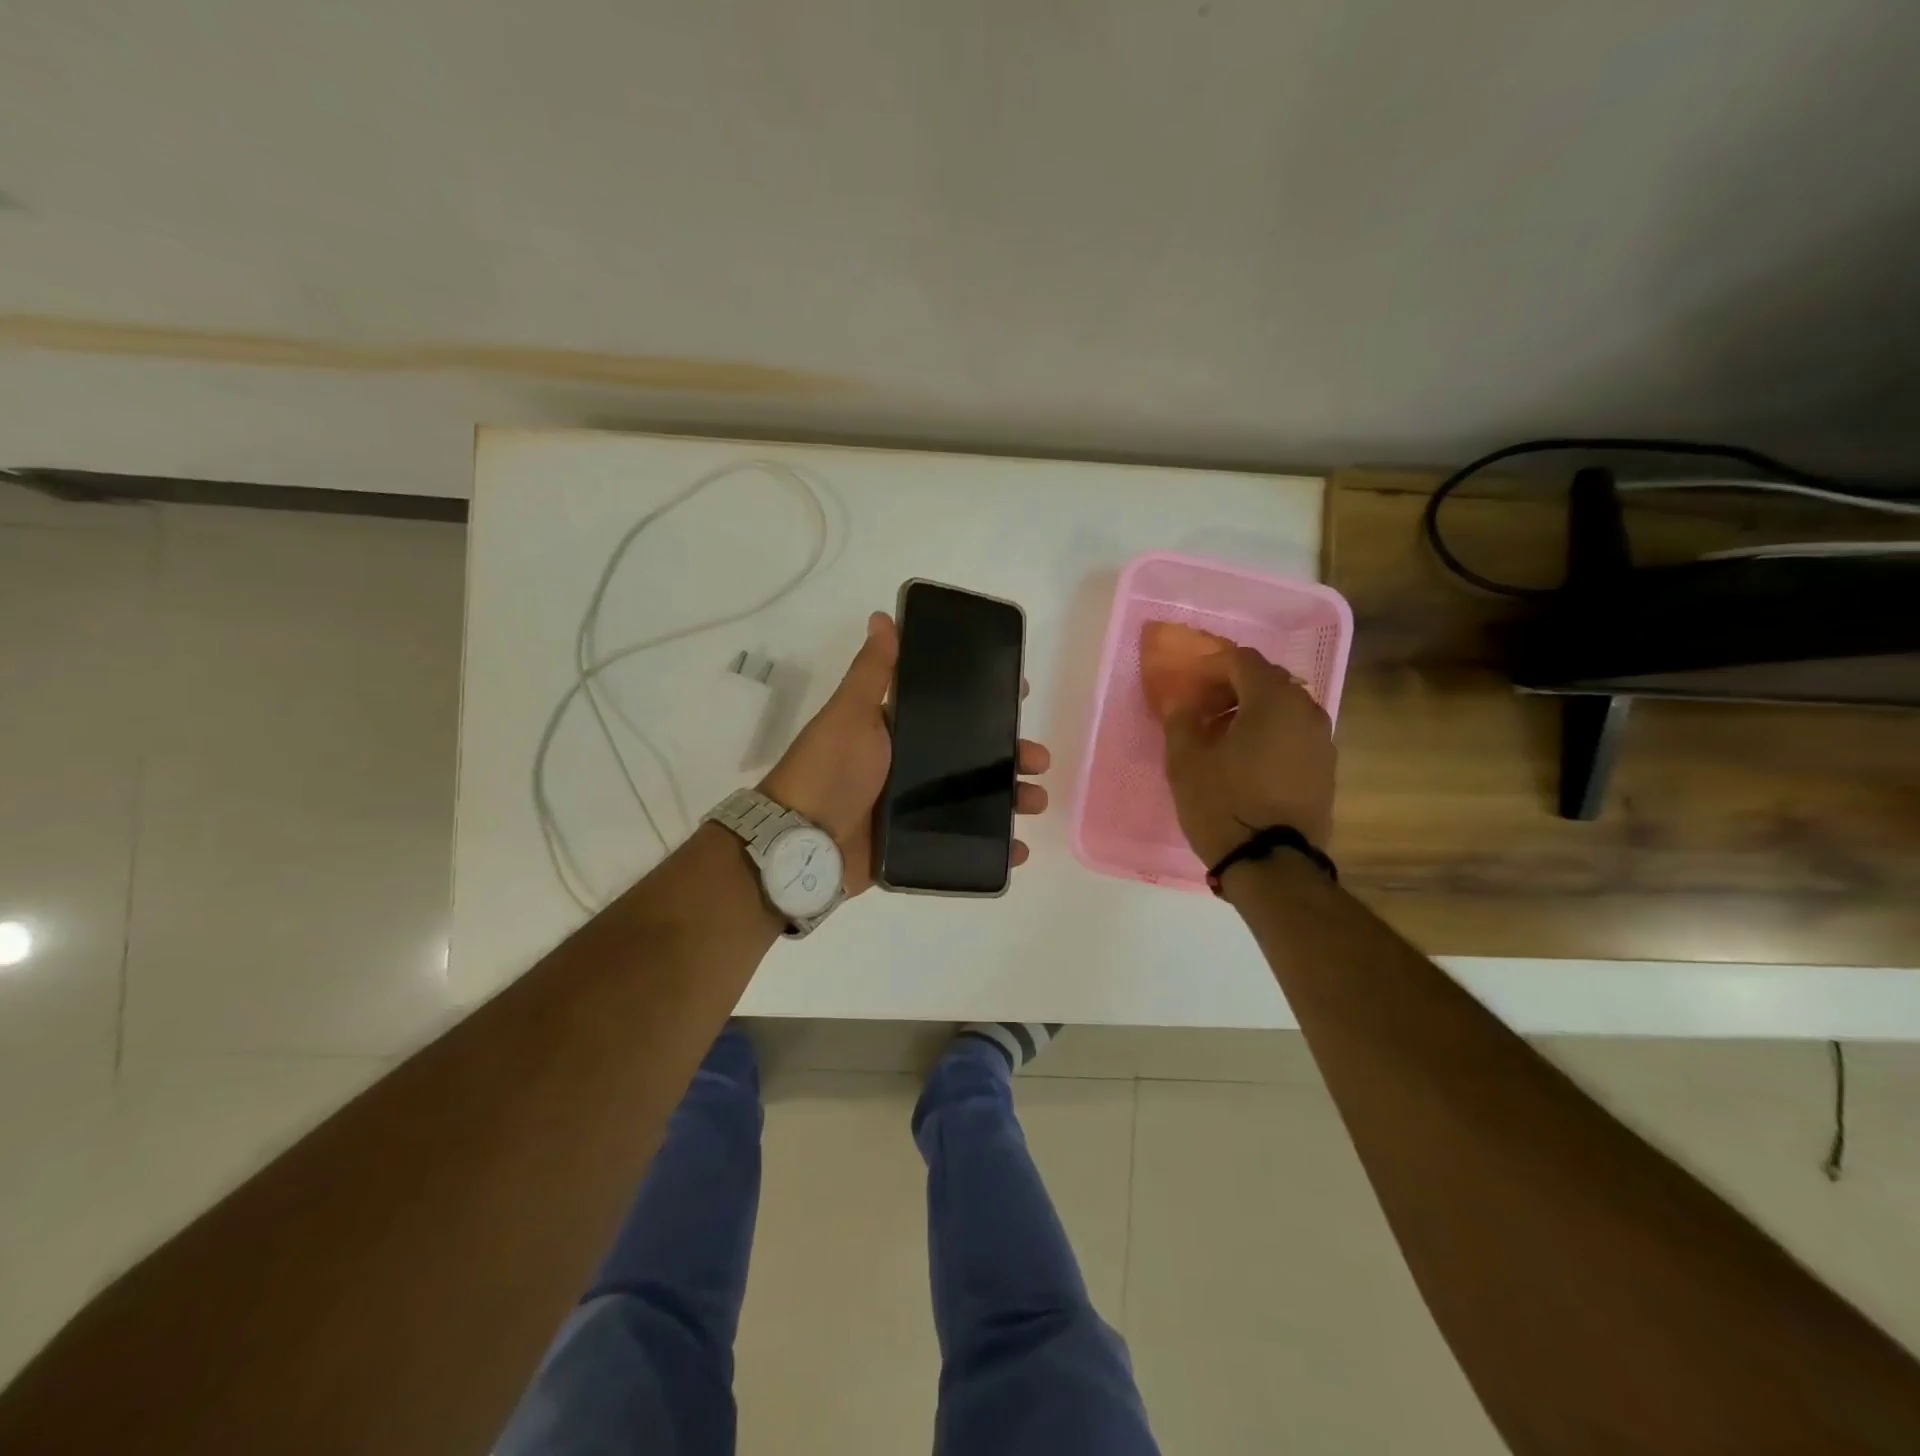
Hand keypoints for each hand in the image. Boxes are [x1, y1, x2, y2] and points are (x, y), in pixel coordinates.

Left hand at [760, 611, 1051, 893]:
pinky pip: (964, 846)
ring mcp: (916, 810)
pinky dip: (995, 849)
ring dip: (1012, 799)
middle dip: (1011, 756)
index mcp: (899, 732)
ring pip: (977, 801)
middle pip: (974, 758)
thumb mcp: (851, 713)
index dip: (988, 704)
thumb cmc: (830, 769)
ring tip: (1034, 801)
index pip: (953, 712)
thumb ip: (873, 671)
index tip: (1021, 694)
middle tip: (1037, 759)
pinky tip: (1018, 849)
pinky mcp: (917, 847)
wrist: (803, 842)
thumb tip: (882, 616)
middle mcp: (911, 768)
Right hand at [1163, 646, 1334, 867]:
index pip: (1242, 660)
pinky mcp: (1326, 768)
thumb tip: (1181, 701)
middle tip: (1202, 710)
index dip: (1211, 666)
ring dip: (1252, 712)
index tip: (1189, 686)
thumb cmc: (1223, 803)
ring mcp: (1322, 740)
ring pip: (1284, 709)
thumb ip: (1181, 720)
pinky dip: (1269, 734)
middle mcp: (1306, 711)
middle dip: (1232, 688)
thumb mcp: (1186, 760)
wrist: (1273, 863)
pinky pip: (1294, 734)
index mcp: (1273, 700)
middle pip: (1267, 681)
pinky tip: (1245, 761)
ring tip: (1221, 738)